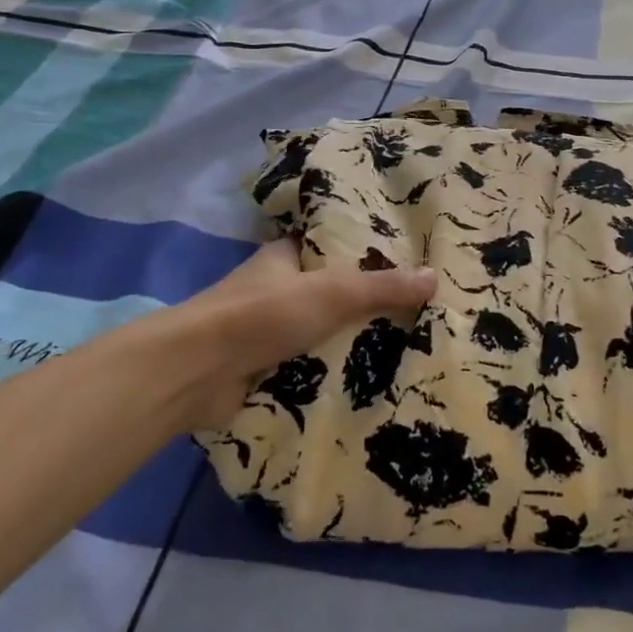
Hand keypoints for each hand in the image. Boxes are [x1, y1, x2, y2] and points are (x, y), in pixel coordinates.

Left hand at [164, 238, 436, 429]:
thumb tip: (434, 277)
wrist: (198, 372)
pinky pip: (305, 369)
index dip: (363, 253)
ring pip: (317, 334)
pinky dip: (328, 376)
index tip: (404, 265)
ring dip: (346, 345)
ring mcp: (264, 332)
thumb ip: (383, 287)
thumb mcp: (335, 292)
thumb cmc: (265, 314)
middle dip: (362, 306)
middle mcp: (273, 290)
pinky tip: (367, 385)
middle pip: (327, 294)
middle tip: (414, 314)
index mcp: (284, 257)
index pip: (329, 246)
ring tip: (403, 350)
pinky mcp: (259, 370)